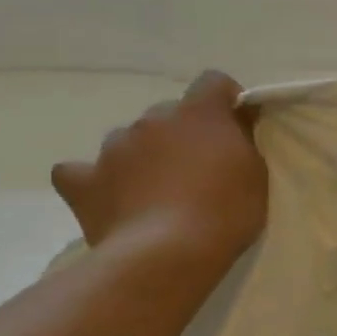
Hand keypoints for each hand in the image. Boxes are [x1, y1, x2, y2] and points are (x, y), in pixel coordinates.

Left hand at [51, 71, 267, 272]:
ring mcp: (113, 148)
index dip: (225, 99)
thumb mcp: (256, 173)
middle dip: (183, 133)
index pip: (213, 82)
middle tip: (199, 168)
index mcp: (199, 114)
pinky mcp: (83, 181)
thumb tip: (235, 124)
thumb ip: (243, 141)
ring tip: (157, 190)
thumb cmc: (226, 210)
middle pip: (169, 113)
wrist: (168, 253)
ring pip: (129, 139)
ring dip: (144, 154)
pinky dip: (94, 179)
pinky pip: (80, 171)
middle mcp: (151, 120)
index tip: (236, 124)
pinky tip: (108, 196)